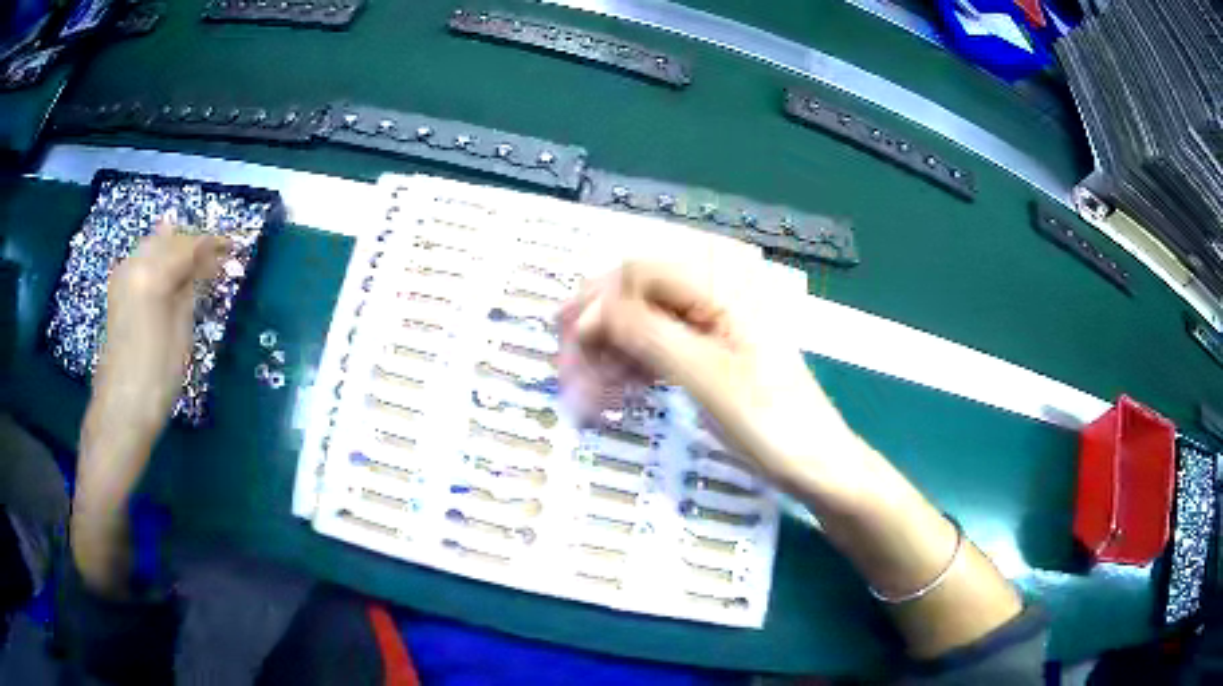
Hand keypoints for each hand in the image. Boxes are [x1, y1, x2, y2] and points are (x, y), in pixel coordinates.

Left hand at [72, 223, 228, 595]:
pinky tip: (171, 271)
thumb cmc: (157, 378)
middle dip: (194, 244)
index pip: (188, 246)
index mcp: (152, 274)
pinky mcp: (118, 290)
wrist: (121, 411)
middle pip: (170, 240)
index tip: (234, 246)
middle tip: (218, 258)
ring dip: (177, 250)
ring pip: (155, 246)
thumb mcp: (182, 332)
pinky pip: (143, 260)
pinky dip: (160, 260)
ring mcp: (122, 275)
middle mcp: (134, 264)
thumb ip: (191, 289)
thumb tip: (206, 264)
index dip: (212, 244)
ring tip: (198, 266)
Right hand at [561, 260, 870, 505]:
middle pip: (634, 292)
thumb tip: (588, 312)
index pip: (637, 273)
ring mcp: (714, 314)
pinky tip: (619, 392)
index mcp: (723, 278)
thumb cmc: (771, 422)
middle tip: (570, 380)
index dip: (597, 309)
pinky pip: (657, 339)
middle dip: (597, 333)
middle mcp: (716, 283)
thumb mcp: (706, 376)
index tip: (569, 357)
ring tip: (592, 398)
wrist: (816, 463)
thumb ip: (646, 333)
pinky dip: (632, 364)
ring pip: (640, 318)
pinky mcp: (711, 342)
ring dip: (610, 354)